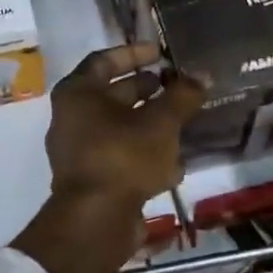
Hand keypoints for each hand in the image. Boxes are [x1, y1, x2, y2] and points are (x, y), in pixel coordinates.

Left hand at [46, 42, 206, 209]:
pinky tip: (175, 165)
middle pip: (111, 96)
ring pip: (119, 129)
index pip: (104, 60)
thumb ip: (182, 96)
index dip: (134, 54)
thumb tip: (201, 75)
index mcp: (77, 94)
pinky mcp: (91, 180)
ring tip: (182, 122)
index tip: (160, 52)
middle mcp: (71, 119)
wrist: (96, 220)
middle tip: (175, 86)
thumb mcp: (161, 122)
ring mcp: (79, 152)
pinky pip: (120, 157)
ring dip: (149, 125)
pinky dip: (145, 155)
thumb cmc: (123, 156)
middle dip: (146, 91)